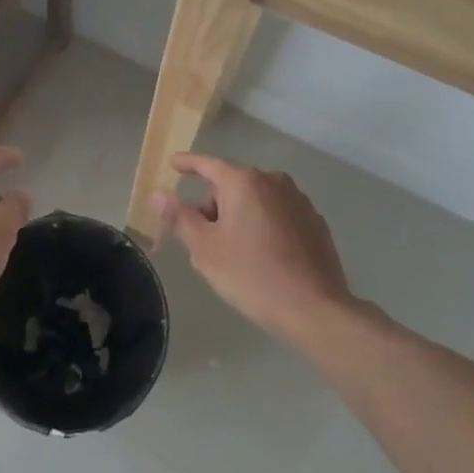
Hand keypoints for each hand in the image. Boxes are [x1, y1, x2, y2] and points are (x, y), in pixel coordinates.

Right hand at [151, 153, 353, 344]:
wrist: (315, 309)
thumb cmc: (252, 275)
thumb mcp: (205, 249)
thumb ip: (180, 217)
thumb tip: (158, 195)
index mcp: (243, 182)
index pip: (207, 164)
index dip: (187, 163)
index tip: (174, 163)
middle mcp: (273, 181)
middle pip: (232, 184)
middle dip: (215, 203)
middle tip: (205, 238)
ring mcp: (298, 200)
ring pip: (257, 198)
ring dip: (241, 214)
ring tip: (235, 251)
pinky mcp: (315, 222)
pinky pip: (279, 213)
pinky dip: (265, 224)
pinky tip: (264, 255)